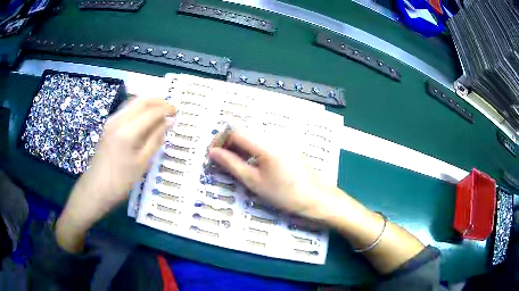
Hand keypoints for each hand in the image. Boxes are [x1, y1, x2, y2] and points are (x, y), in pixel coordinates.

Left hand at [56, 98, 175, 251]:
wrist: (95, 189)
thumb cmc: (120, 182)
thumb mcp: (141, 164)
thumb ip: (155, 140)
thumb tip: (167, 123)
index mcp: (126, 132)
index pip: (150, 112)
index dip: (165, 109)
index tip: (177, 111)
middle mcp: (117, 121)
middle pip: (140, 101)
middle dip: (157, 101)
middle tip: (170, 108)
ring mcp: (110, 122)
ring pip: (131, 103)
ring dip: (147, 103)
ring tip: (159, 111)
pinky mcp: (107, 126)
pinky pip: (125, 110)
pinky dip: (138, 109)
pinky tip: (144, 118)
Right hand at [210, 131, 424, 274]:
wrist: (316, 199)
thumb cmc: (284, 194)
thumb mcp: (254, 182)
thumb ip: (231, 164)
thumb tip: (213, 152)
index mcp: (265, 143)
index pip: (235, 131)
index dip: (220, 140)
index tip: (212, 154)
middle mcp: (275, 135)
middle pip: (245, 132)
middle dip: (229, 144)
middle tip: (220, 161)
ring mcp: (283, 140)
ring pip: (254, 137)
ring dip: (240, 148)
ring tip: (233, 165)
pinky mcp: (288, 146)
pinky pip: (265, 143)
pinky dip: (252, 150)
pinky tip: (251, 165)